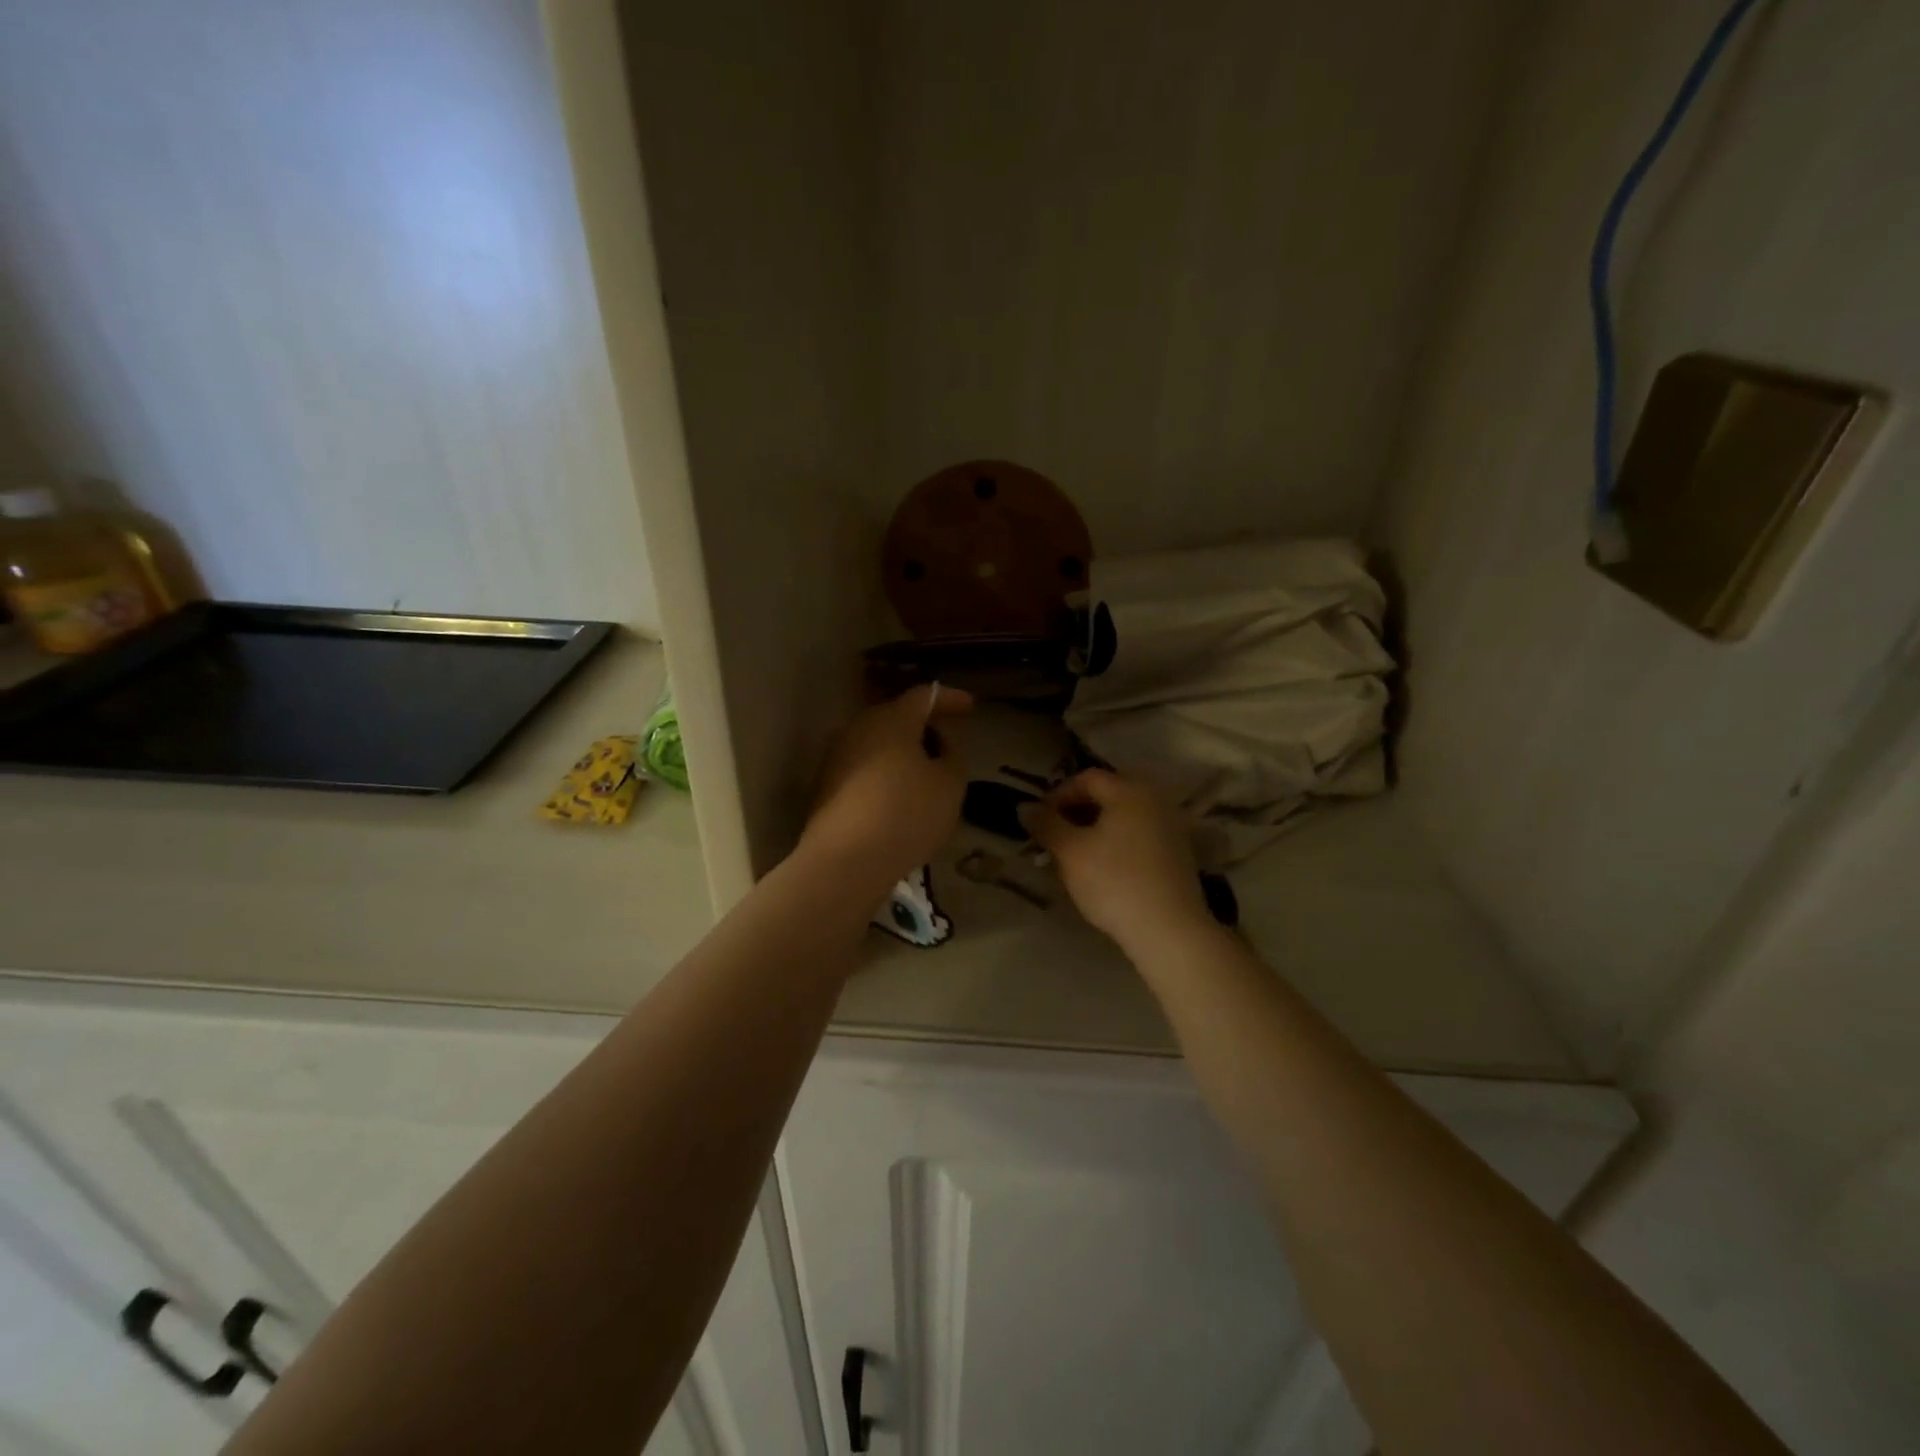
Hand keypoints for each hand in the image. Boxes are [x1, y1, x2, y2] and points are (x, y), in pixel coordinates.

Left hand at [800, 685, 973, 890]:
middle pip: (896, 716)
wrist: (845, 861)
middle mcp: (859, 728)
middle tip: (948, 741)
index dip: (949, 698)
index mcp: (892, 719)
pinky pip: (863, 766)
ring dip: (902, 750)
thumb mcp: (949, 784)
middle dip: (924, 725)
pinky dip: (885, 772)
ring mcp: (836, 756)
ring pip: (877, 742)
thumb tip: (940, 740)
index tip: (969, 705)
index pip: (924, 696)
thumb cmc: (907, 814)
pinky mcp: (825, 785)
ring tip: (926, 771)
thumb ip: (952, 754)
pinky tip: (898, 795)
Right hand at [1022, 769, 1211, 952]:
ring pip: (1124, 816)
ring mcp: (1171, 826)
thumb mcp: (1070, 852)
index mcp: (1129, 790)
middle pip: (1108, 794)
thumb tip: (1025, 807)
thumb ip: (1045, 824)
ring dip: (1096, 828)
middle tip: (1055, 836)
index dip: (1058, 795)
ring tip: (1075, 854)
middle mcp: (1155, 799)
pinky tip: (1104, 868)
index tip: (1040, 820)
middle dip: (1077, 812)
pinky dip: (1117, 842)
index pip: (1086, 779)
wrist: (1169, 930)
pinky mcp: (1179, 852)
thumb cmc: (1114, 882)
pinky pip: (1140, 834)